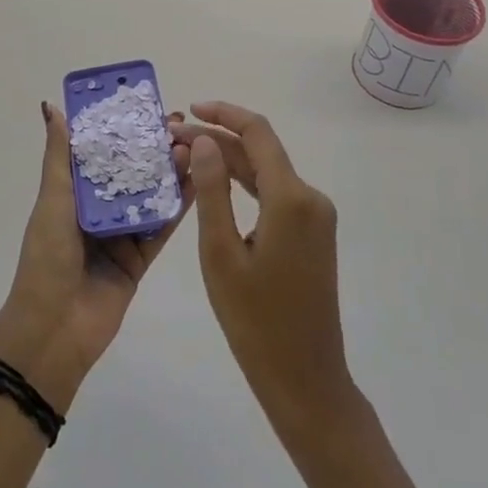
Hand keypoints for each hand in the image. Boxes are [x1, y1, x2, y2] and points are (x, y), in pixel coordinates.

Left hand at [0, 102, 191, 414]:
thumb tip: (51, 106)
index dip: (121, 128)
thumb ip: (59, 156)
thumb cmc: (48, 258)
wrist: (55, 329)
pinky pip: (161, 227)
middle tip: (181, 123)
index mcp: (73, 193)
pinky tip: (199, 182)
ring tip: (194, 146)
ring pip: (150, 196)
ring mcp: (121, 234)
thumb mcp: (52, 200)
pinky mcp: (140, 258)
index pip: (100, 152)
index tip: (145, 104)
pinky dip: (178, 206)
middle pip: (130, 171)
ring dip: (170, 172)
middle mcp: (98, 209)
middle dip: (152, 147)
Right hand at [176, 101, 353, 436]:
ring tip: (185, 157)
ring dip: (228, 161)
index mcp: (292, 198)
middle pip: (260, 151)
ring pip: (266, 172)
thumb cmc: (255, 320)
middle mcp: (310, 198)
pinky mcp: (311, 234)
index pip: (257, 133)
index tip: (189, 110)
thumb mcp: (220, 253)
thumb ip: (212, 191)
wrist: (304, 378)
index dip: (223, 113)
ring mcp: (314, 217)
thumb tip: (205, 140)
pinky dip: (244, 184)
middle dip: (217, 139)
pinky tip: (214, 187)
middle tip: (172, 140)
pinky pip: (274, 195)